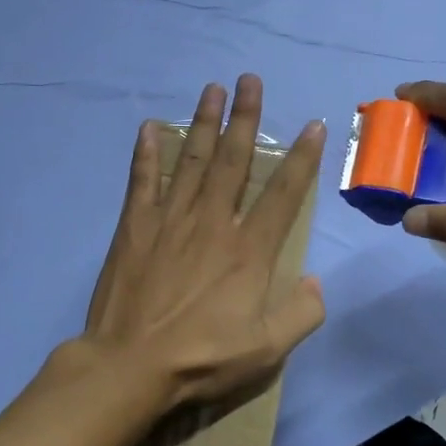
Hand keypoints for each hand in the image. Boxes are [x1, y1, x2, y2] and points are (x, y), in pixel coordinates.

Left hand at [79, 75, 325, 417]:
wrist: (130, 365)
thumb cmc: (201, 359)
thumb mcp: (267, 350)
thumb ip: (301, 313)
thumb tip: (314, 280)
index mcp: (248, 250)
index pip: (284, 194)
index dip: (302, 158)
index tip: (312, 124)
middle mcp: (212, 223)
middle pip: (234, 161)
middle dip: (245, 118)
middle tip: (249, 80)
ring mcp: (170, 221)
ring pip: (193, 161)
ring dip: (204, 123)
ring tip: (212, 89)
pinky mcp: (135, 228)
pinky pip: (143, 181)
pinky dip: (147, 153)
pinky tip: (150, 128)